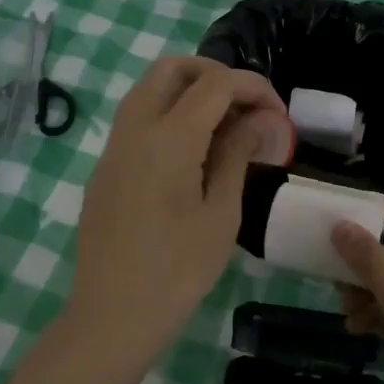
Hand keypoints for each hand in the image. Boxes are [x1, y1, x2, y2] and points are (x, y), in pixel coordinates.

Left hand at [67, 57, 292, 358]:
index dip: (253, 88)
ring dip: (190, 92)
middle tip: (247, 107)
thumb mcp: (221, 213)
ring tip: (224, 128)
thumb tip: (259, 120)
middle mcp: (135, 129)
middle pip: (173, 68)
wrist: (112, 315)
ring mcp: (114, 147)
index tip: (278, 115)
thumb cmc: (178, 270)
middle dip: (216, 75)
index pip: (216, 83)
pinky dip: (169, 114)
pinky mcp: (105, 167)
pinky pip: (137, 119)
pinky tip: (193, 153)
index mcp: (169, 138)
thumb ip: (237, 155)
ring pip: (150, 89)